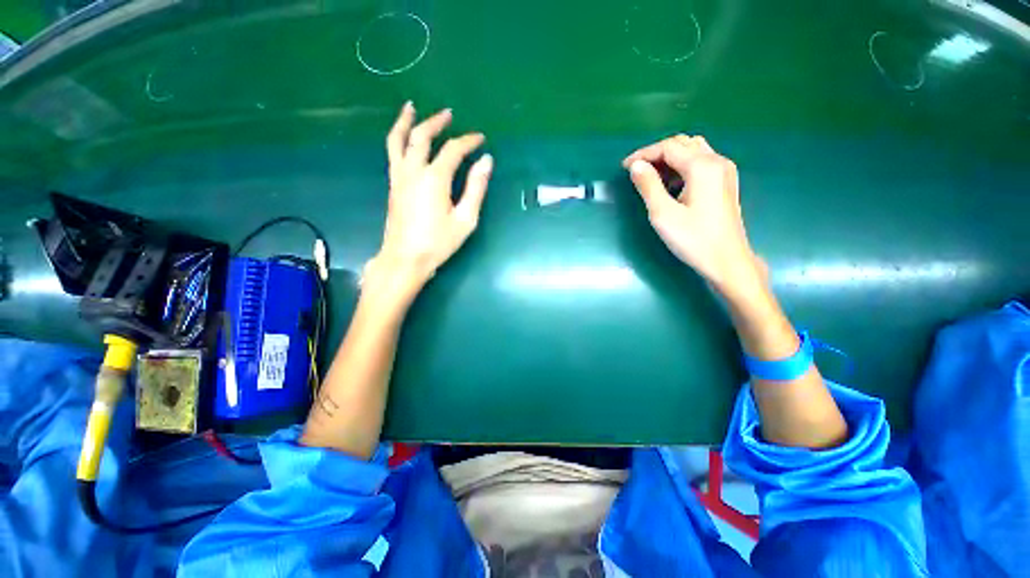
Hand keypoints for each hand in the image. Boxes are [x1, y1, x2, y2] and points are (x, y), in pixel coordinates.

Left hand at [368, 102, 492, 296]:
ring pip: (398, 140)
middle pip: (422, 136)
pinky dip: (397, 138)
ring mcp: (399, 177)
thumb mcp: (465, 219)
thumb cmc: (439, 242)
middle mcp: (413, 171)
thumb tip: (486, 162)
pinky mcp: (393, 185)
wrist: (405, 258)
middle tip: (448, 114)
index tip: (481, 139)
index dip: (468, 141)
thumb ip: (476, 188)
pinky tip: (403, 137)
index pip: (453, 150)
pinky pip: (392, 153)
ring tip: (410, 107)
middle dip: (436, 122)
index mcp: (434, 178)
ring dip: (406, 121)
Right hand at [623, 135, 764, 297]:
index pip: (669, 147)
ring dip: (670, 159)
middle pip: (683, 144)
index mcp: (702, 166)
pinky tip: (671, 184)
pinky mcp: (725, 183)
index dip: (644, 154)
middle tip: (637, 171)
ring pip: (693, 151)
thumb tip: (635, 166)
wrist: (726, 260)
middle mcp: (717, 161)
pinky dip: (682, 167)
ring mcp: (724, 171)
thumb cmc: (693, 239)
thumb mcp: (663, 214)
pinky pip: (701, 163)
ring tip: (651, 177)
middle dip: (657, 153)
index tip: (624, 167)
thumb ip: (648, 185)